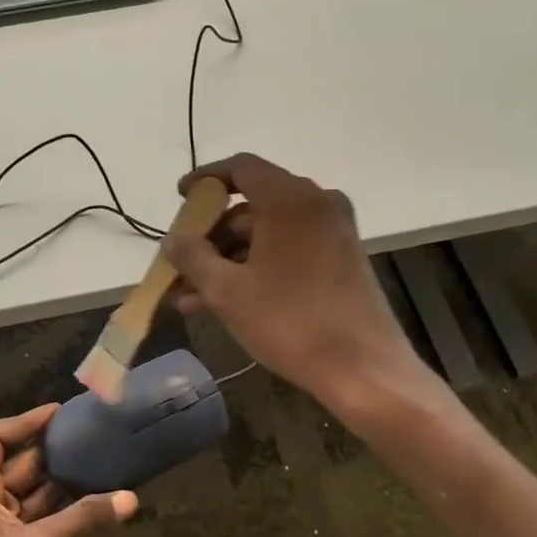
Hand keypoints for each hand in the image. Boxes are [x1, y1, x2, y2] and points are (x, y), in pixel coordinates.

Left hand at [0, 402, 136, 536]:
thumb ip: (82, 519)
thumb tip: (129, 498)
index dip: (25, 422)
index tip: (61, 413)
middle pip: (17, 464)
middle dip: (53, 451)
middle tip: (93, 436)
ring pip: (32, 494)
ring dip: (62, 482)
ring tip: (102, 464)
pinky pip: (40, 520)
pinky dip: (64, 512)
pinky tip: (96, 504)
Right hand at [164, 153, 418, 409]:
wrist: (363, 369)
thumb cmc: (290, 322)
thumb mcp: (227, 291)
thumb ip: (193, 257)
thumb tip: (173, 240)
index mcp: (291, 199)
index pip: (241, 168)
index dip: (206, 180)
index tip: (180, 198)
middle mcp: (317, 204)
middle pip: (252, 204)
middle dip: (212, 235)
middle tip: (181, 262)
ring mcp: (333, 232)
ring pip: (267, 234)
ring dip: (228, 260)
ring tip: (190, 296)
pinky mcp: (341, 259)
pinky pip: (288, 250)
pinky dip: (256, 267)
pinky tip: (222, 303)